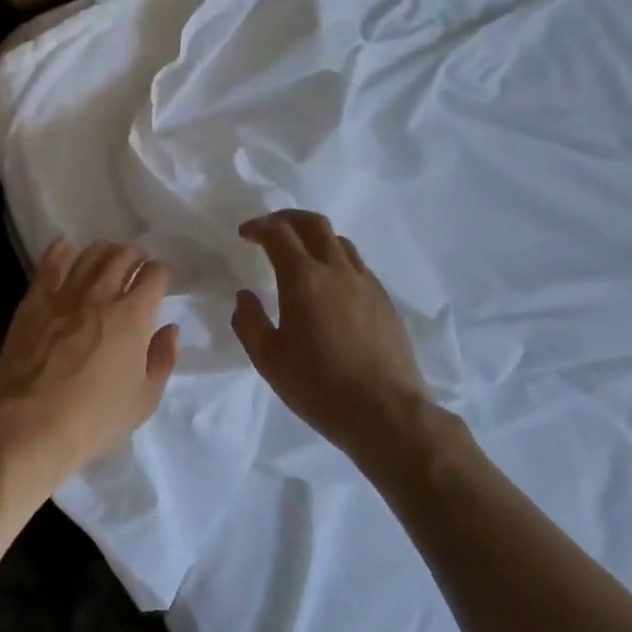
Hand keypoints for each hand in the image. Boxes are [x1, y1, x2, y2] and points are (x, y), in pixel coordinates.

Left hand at [0, 239, 179, 489]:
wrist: (31, 425)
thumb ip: (162, 359)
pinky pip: (49, 264)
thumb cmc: (95, 419)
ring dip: (104, 251)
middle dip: (134, 255)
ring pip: (89, 255)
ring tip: (108, 256)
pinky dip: (60, 250)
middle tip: (136, 263)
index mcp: (134, 316)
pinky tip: (66, 246)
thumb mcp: (144, 399)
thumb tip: (169, 329)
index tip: (158, 282)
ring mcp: (64, 295)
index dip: (159, 274)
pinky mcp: (34, 301)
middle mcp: (101, 295)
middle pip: (122, 256)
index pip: (154, 275)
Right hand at [231, 210, 438, 463]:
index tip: (245, 234)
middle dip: (288, 218)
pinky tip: (331, 286)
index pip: (278, 233)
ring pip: (340, 242)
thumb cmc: (318, 386)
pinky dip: (337, 260)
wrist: (386, 413)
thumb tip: (245, 296)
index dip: (258, 227)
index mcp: (304, 278)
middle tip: (271, 229)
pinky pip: (357, 266)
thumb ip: (249, 322)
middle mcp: (337, 270)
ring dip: (315, 238)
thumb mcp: (268, 358)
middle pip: (314, 224)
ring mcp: (366, 284)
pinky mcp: (385, 302)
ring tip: (301, 254)